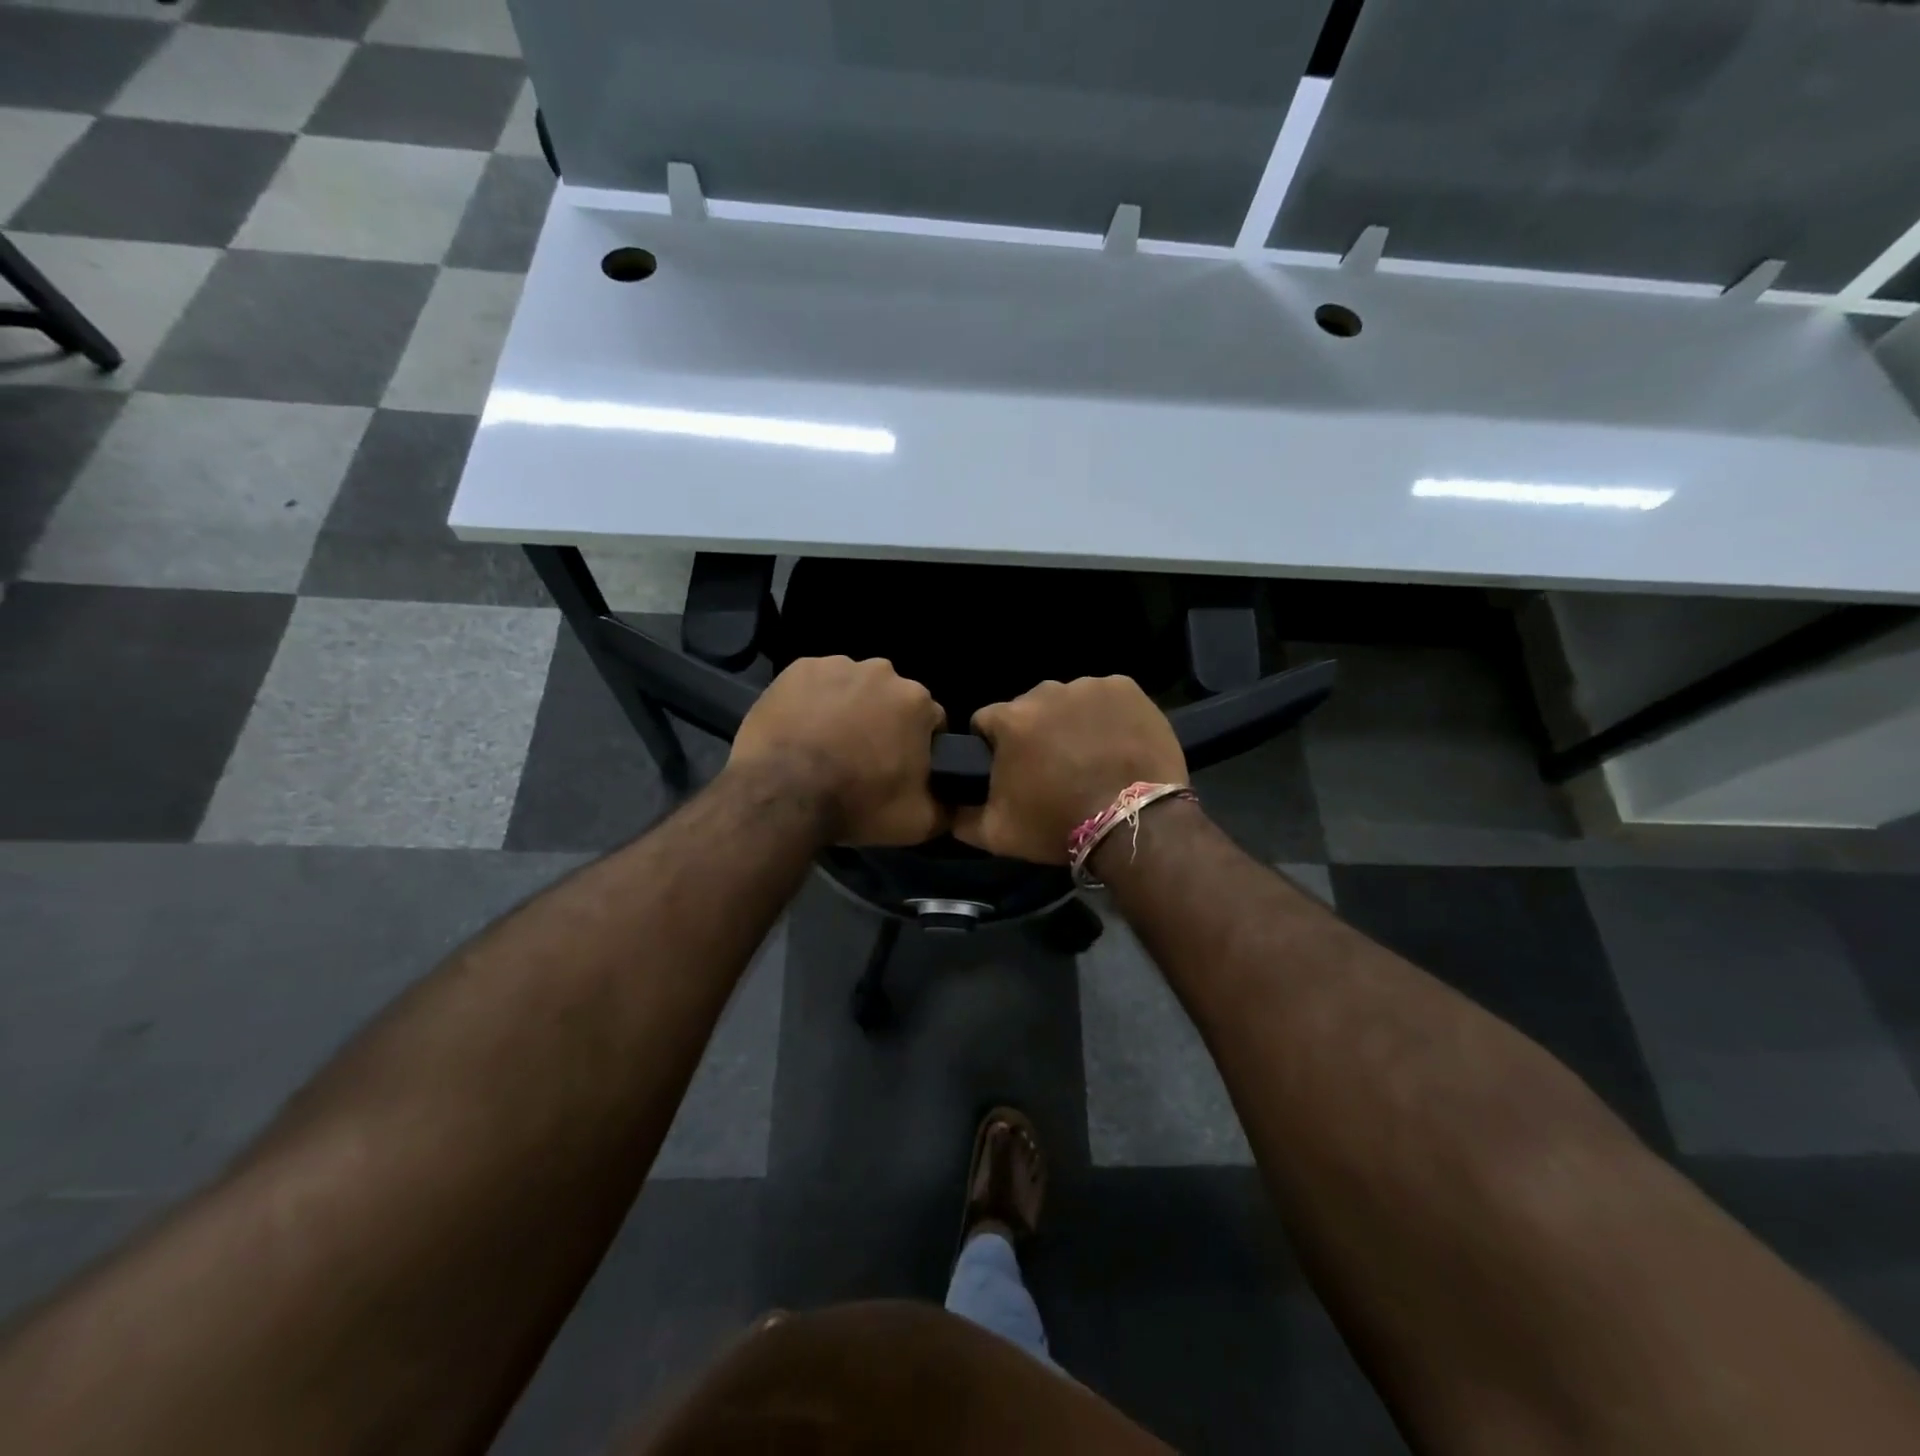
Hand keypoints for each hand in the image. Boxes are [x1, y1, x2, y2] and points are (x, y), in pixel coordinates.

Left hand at [727, 656, 946, 845]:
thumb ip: (947, 805)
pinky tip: (802, 729)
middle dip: (883, 722)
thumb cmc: (857, 804)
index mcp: (917, 701)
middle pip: (891, 699)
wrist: (781, 794)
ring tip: (827, 745)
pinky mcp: (798, 668)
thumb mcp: (919, 822)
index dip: (918, 747)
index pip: (931, 722)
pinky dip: (813, 701)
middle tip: (862, 758)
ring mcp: (837, 665)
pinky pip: (816, 684)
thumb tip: (955, 797)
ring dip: (848, 709)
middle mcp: (882, 671)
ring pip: (853, 687)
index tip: (900, 769)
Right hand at [954, 676, 1185, 863]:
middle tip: (1054, 767)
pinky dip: (1106, 714)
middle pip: (1029, 708)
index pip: (986, 722)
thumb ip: (960, 816)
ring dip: (1070, 721)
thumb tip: (946, 806)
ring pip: (1068, 700)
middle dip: (1034, 732)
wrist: (1133, 825)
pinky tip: (1115, 741)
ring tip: (1089, 755)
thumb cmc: (1058, 825)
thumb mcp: (997, 834)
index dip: (994, 746)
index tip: (1011, 769)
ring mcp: (1089, 686)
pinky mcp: (1126, 689)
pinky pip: (1105, 697)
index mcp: (1010, 719)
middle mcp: (1046, 691)